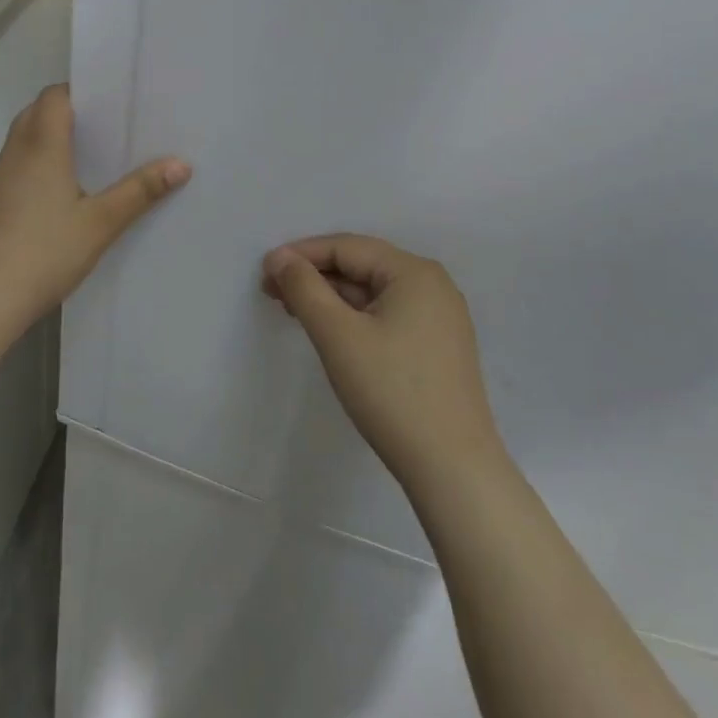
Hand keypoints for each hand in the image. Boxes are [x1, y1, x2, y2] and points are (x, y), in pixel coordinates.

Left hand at [0, 84, 190, 334]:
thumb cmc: (45, 250)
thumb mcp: (101, 222)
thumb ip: (140, 191)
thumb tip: (181, 164)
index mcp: (41, 145)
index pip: (54, 96)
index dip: (79, 92)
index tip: (110, 102)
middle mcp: (15, 152)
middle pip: (37, 112)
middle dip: (68, 112)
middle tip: (105, 127)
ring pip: (24, 138)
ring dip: (50, 137)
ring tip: (89, 155)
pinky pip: (17, 163)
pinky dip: (38, 161)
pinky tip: (61, 190)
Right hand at [263, 234, 501, 494]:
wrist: (452, 469)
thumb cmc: (391, 392)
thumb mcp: (337, 335)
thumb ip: (304, 288)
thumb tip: (279, 256)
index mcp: (414, 272)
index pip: (347, 247)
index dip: (301, 254)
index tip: (264, 271)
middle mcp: (432, 286)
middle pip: (361, 266)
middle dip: (314, 276)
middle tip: (272, 291)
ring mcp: (439, 318)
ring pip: (372, 292)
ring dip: (330, 297)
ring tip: (292, 310)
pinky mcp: (437, 347)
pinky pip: (386, 314)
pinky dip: (353, 317)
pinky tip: (329, 331)